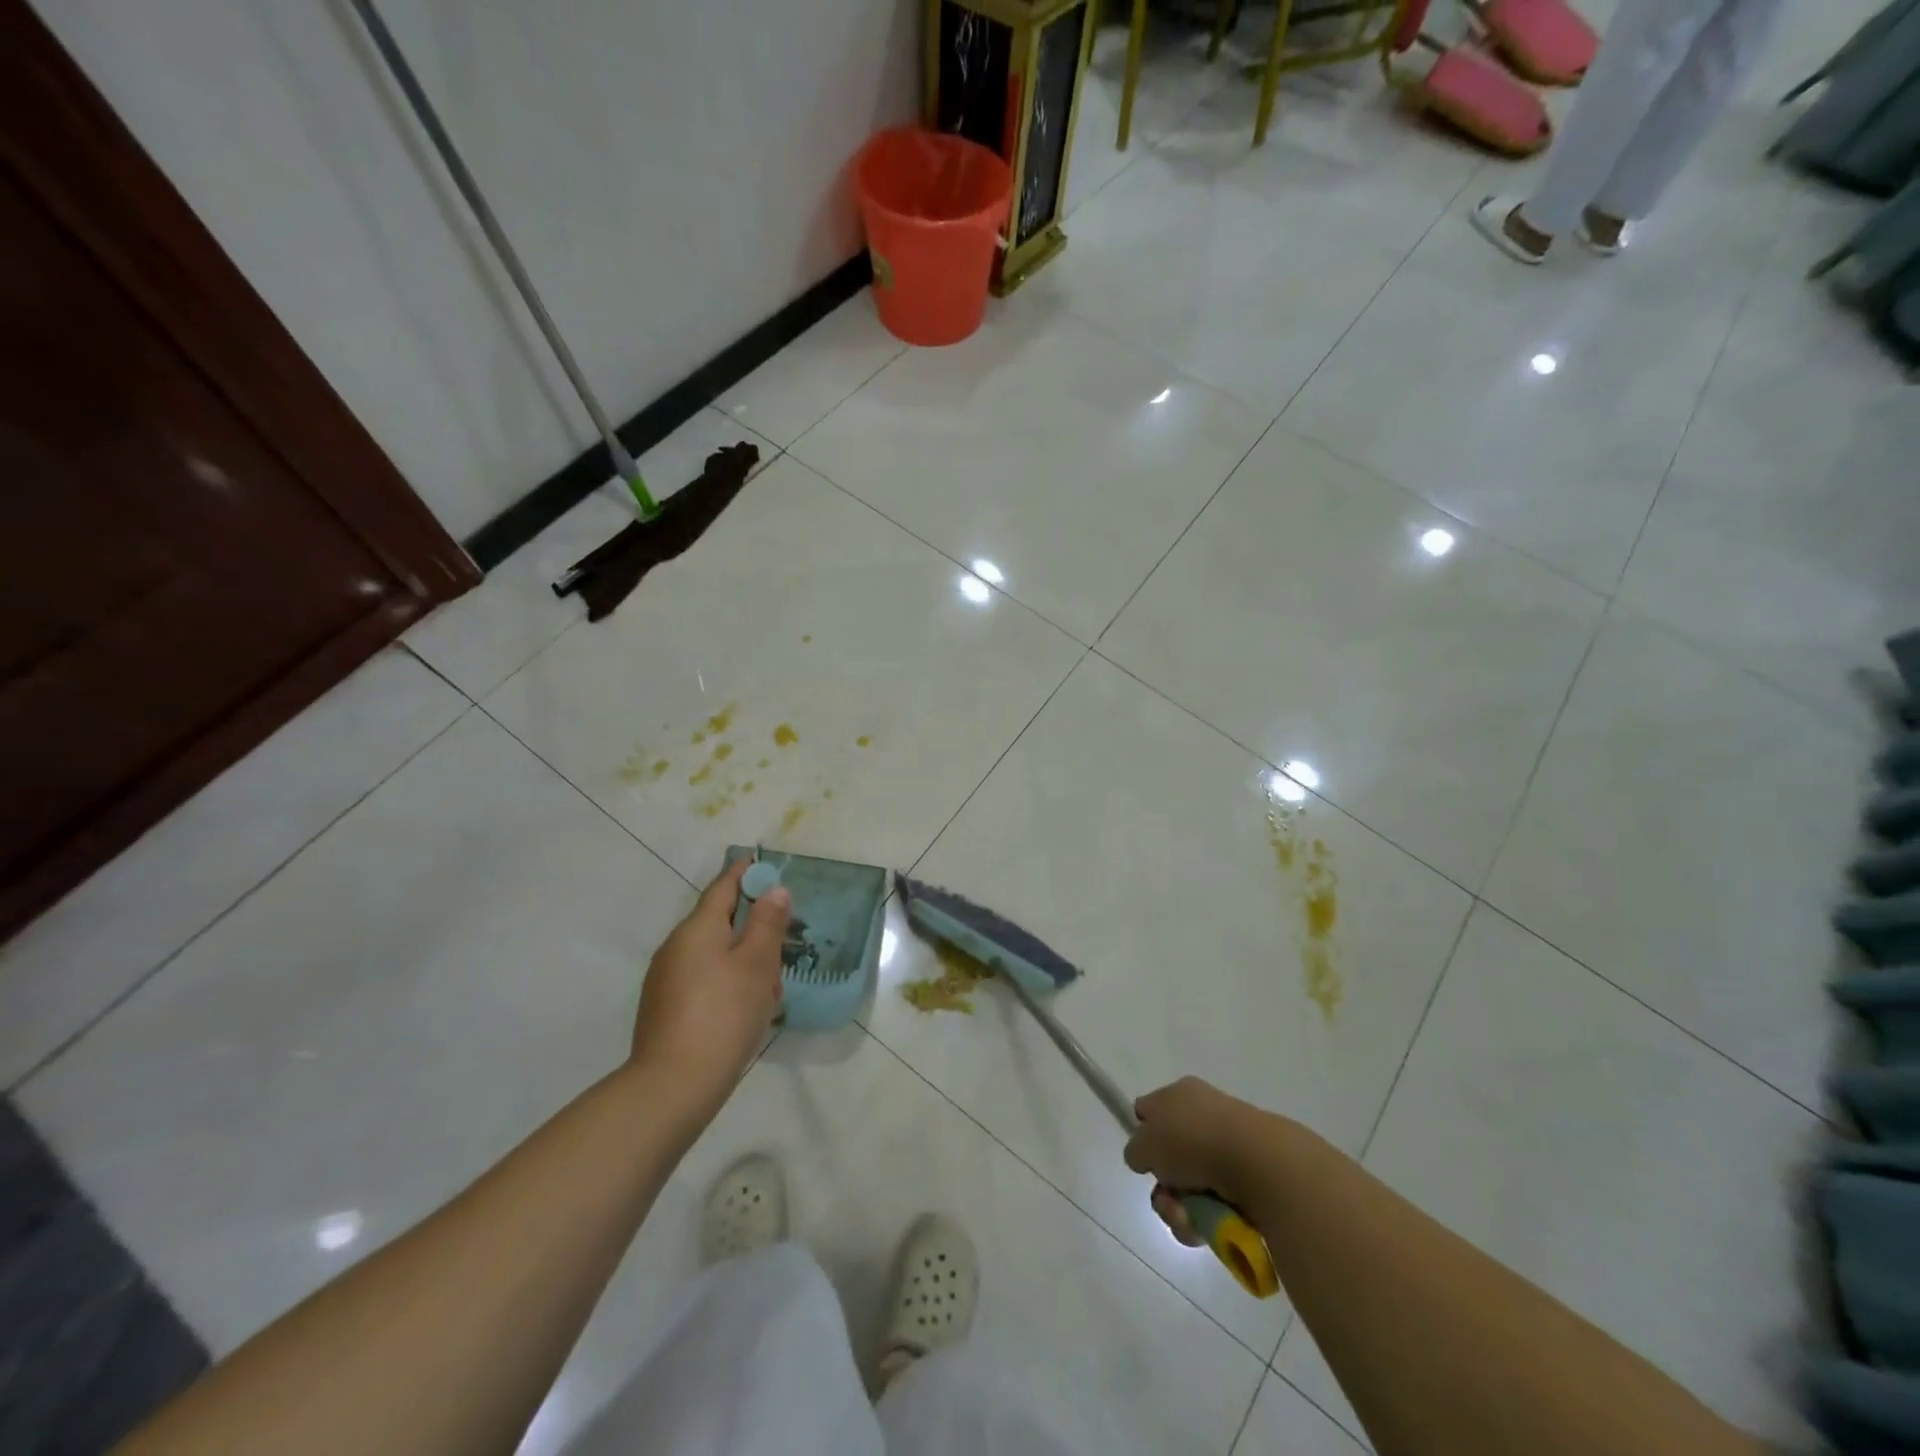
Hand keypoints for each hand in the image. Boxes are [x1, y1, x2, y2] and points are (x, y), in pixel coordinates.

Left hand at [630, 859, 788, 1103]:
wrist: (672, 1088)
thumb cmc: (723, 1015)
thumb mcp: (756, 965)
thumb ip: (767, 923)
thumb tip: (774, 889)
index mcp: (696, 929)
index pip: (722, 887)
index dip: (745, 873)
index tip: (764, 864)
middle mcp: (675, 948)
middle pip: (719, 922)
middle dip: (752, 927)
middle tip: (782, 942)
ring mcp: (666, 980)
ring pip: (713, 955)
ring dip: (743, 960)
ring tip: (770, 988)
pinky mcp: (666, 1009)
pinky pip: (703, 980)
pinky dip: (727, 983)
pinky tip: (746, 1011)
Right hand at [1124, 1076, 1261, 1246]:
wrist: (1258, 1163)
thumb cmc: (1192, 1141)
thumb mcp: (1144, 1144)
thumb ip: (1135, 1150)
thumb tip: (1145, 1158)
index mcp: (1180, 1093)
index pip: (1151, 1111)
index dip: (1143, 1135)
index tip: (1144, 1161)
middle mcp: (1205, 1114)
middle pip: (1172, 1157)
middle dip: (1165, 1187)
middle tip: (1167, 1200)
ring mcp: (1231, 1146)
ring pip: (1192, 1186)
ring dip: (1182, 1210)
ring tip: (1188, 1219)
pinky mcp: (1252, 1178)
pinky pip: (1218, 1204)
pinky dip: (1208, 1219)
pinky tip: (1209, 1225)